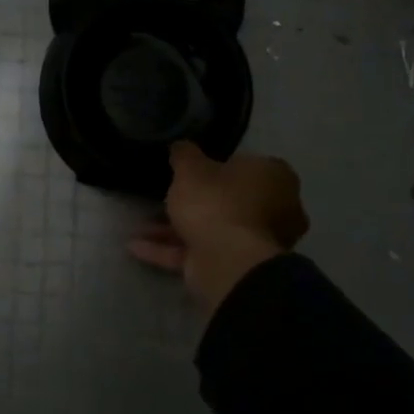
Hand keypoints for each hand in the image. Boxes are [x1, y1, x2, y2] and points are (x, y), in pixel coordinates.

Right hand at [128, 141, 308, 313]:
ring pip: (212, 229)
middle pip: (229, 200)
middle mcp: (276, 210)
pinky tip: (137, 247)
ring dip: (174, 229)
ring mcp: (257, 243)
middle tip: (164, 198)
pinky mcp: (237, 268)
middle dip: (194, 202)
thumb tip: (181, 146)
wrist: (226, 261)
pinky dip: (170, 250)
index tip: (190, 172)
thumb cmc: (216, 202)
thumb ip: (184, 154)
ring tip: (140, 226)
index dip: (216, 167)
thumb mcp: (191, 168)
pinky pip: (200, 253)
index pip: (245, 165)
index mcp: (275, 178)